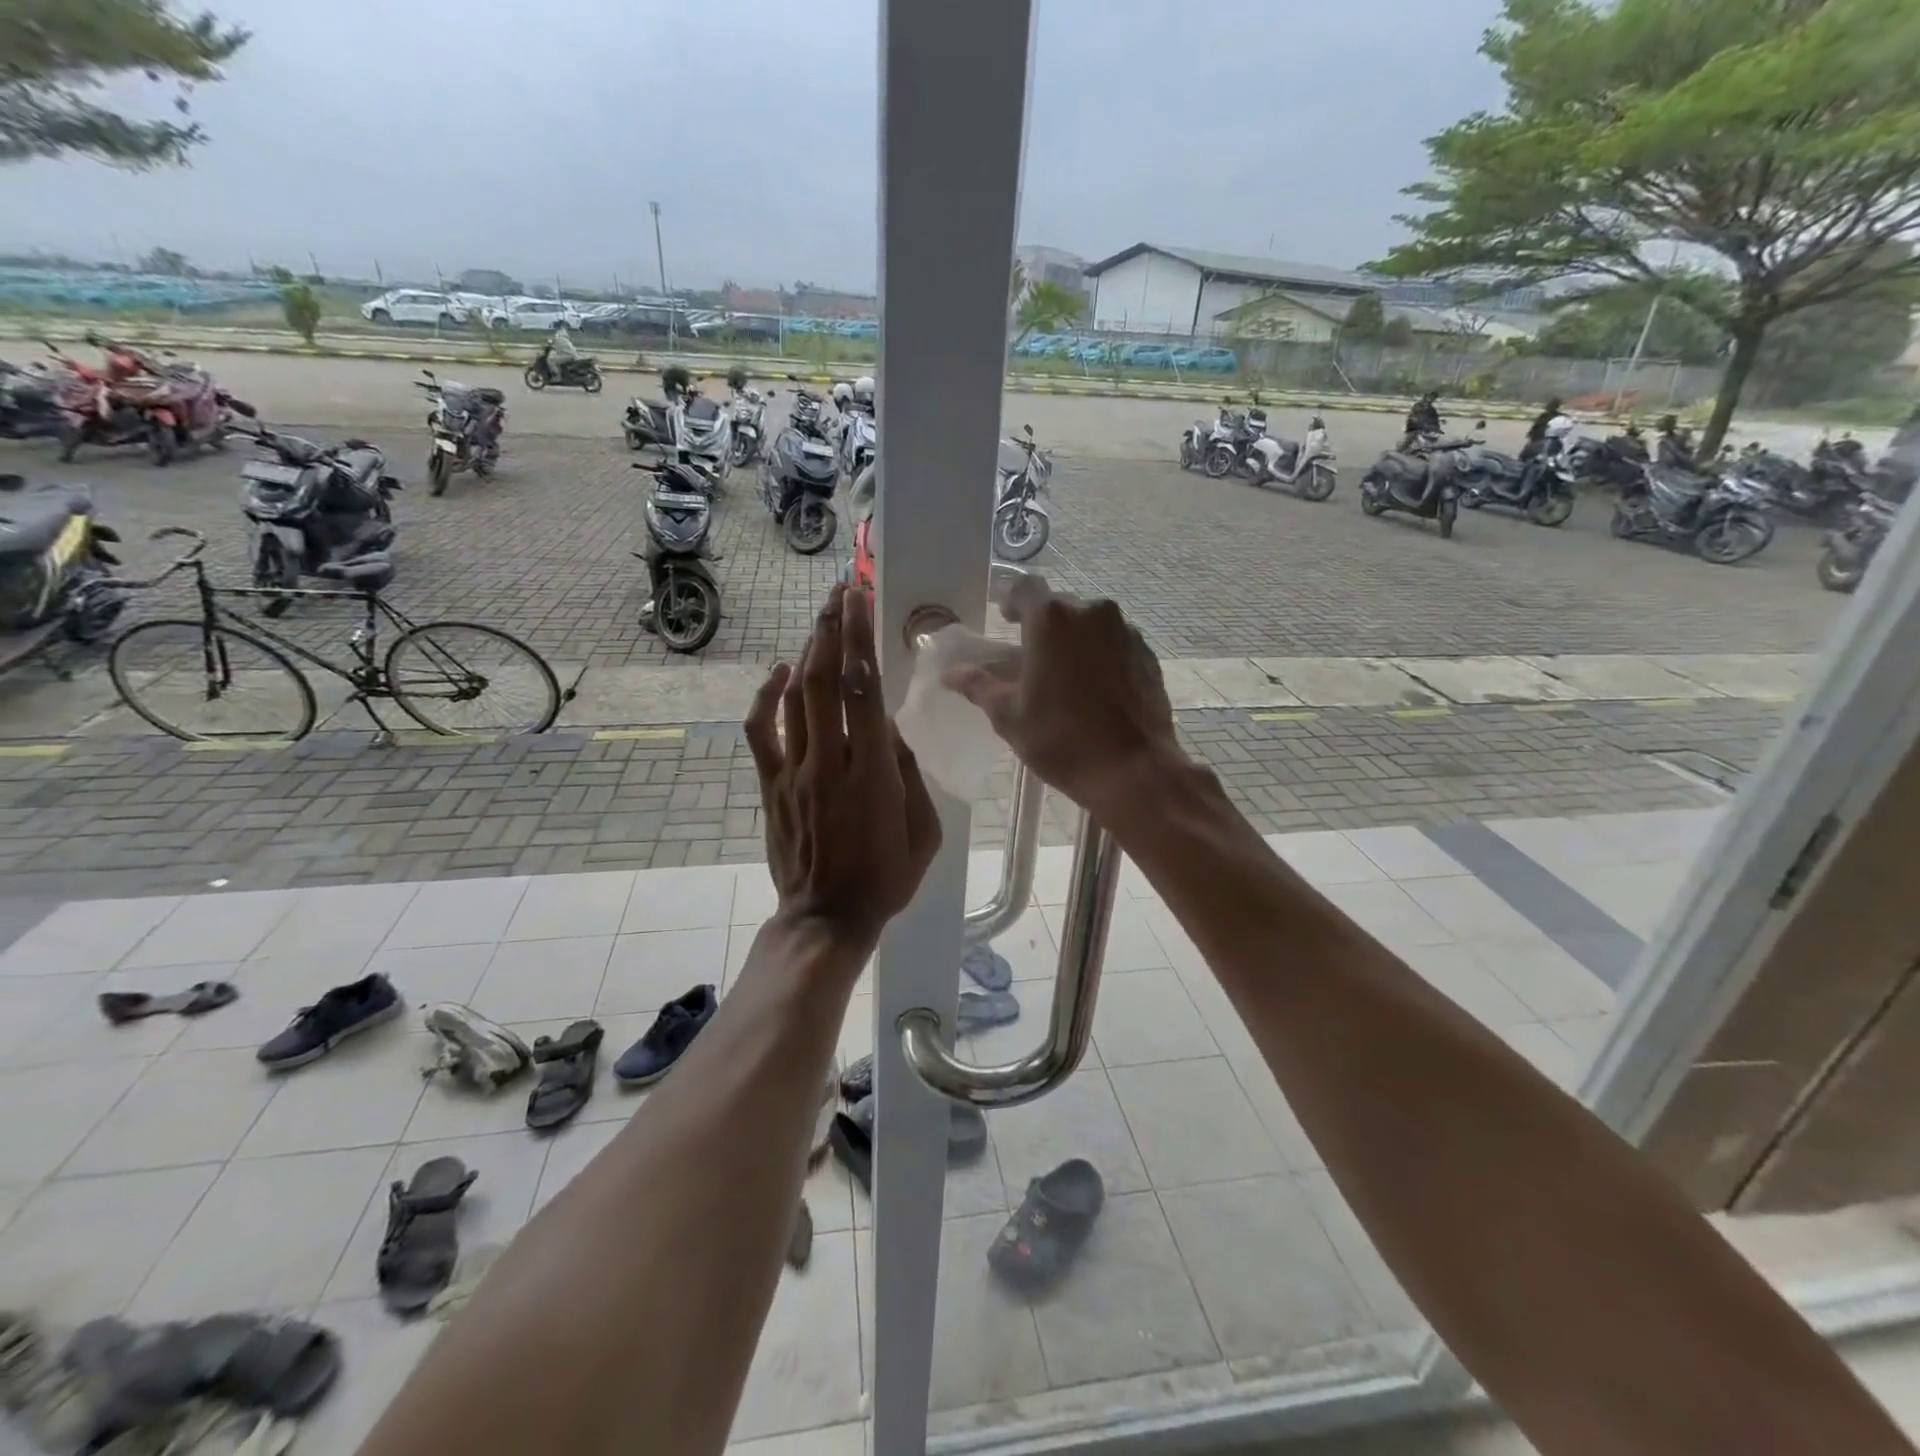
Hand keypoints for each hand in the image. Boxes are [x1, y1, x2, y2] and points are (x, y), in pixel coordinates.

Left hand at [745, 584, 941, 948]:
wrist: (827, 917)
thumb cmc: (886, 877)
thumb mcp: (925, 832)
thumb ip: (910, 775)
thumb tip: (890, 730)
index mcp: (875, 774)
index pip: (866, 692)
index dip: (862, 640)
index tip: (862, 602)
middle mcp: (831, 762)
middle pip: (828, 680)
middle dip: (834, 629)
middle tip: (842, 591)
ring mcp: (795, 771)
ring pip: (796, 697)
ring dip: (809, 651)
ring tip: (822, 617)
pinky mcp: (771, 784)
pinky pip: (762, 730)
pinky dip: (768, 696)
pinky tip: (781, 671)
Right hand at [942, 579, 1181, 821]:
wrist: (1132, 770)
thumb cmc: (1061, 740)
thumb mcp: (1009, 716)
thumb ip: (979, 686)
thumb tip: (951, 674)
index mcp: (1051, 619)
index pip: (1025, 588)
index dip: (1012, 602)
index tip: (1007, 622)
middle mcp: (1091, 612)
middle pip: (1060, 606)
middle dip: (1044, 627)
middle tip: (1033, 660)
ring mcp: (1125, 631)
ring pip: (1091, 624)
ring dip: (1075, 641)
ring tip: (1067, 678)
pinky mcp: (1147, 654)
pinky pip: (1115, 643)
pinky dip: (1102, 656)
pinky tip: (1097, 690)